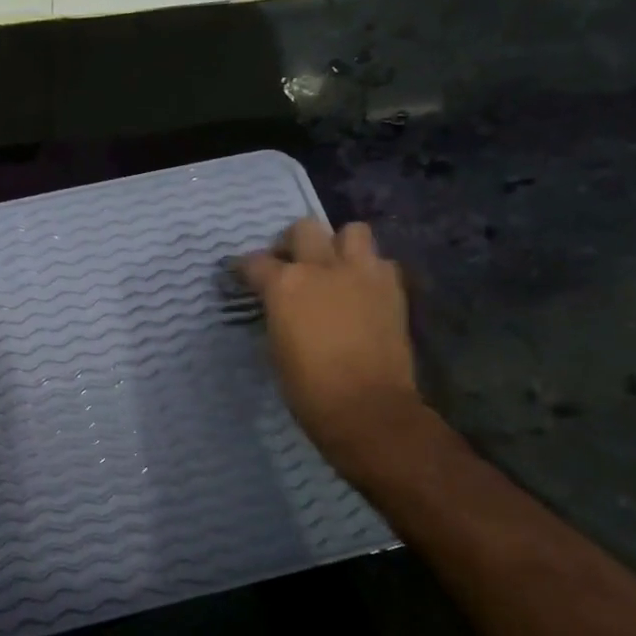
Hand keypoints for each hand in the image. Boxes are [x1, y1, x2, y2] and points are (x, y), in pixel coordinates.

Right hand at [237, 219, 424, 457]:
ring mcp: (362, 273)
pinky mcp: (393, 288)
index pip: (255, 261)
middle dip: (293, 242)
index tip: (242, 276)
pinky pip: (380, 262)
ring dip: (339, 245)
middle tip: (292, 264)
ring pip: (352, 231)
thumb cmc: (307, 388)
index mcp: (285, 284)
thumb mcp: (276, 345)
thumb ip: (277, 313)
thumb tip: (279, 305)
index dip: (245, 269)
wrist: (367, 407)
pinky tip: (362, 291)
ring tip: (334, 268)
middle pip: (304, 228)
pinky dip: (369, 270)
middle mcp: (323, 267)